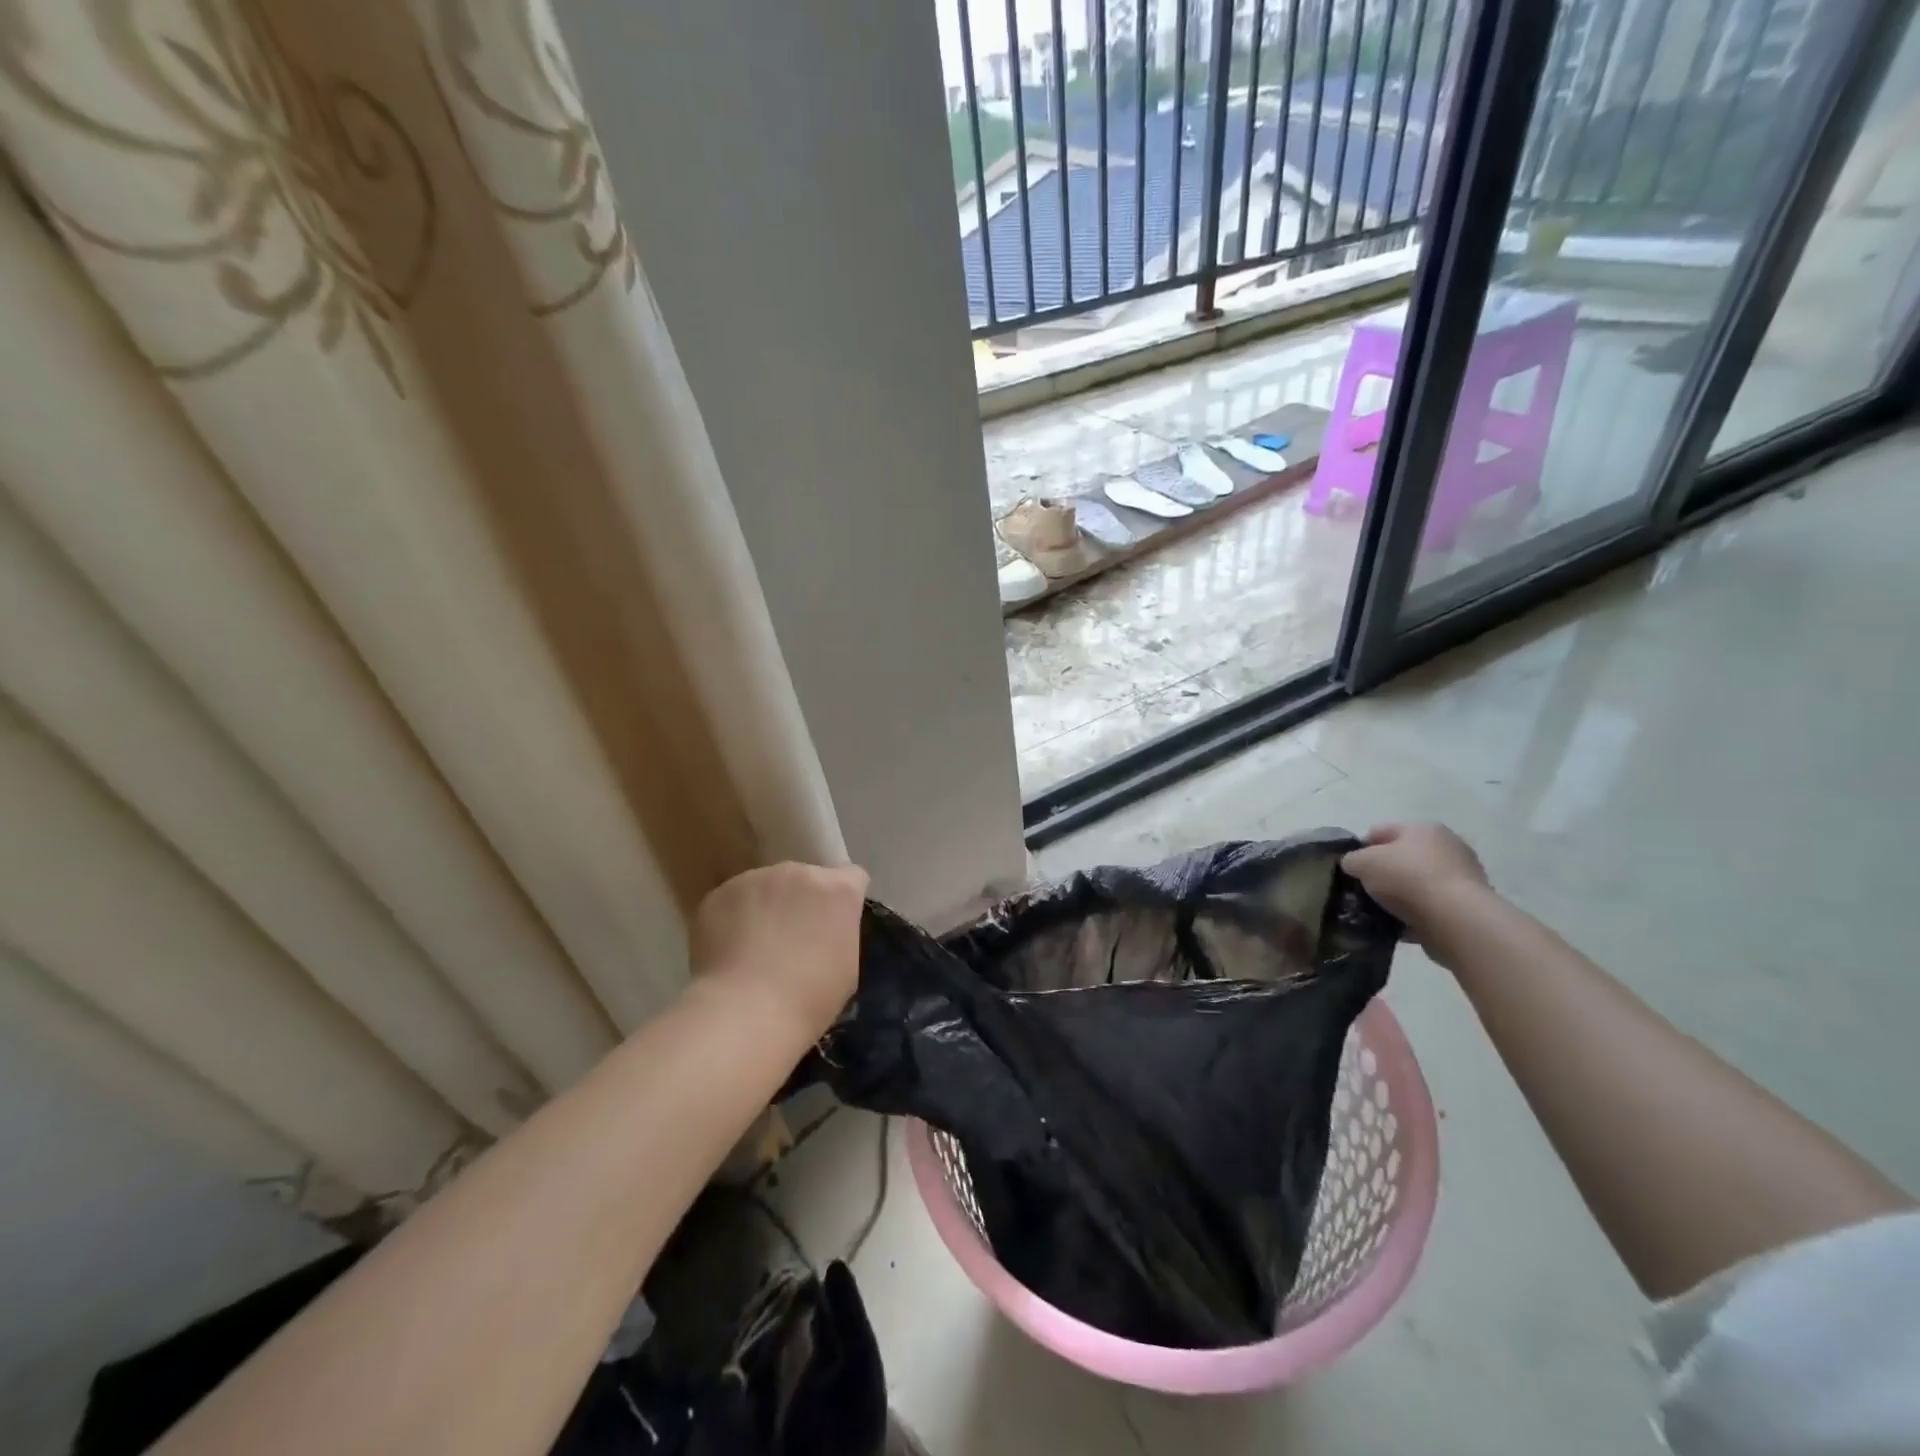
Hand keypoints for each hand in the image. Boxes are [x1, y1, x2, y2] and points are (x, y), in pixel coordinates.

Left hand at [690, 862, 868, 1036]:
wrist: (746, 1012)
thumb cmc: (809, 999)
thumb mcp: (847, 966)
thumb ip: (840, 932)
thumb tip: (824, 931)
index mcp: (838, 890)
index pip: (851, 877)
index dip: (842, 900)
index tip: (833, 923)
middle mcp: (799, 872)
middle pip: (805, 879)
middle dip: (800, 901)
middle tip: (790, 940)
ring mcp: (755, 879)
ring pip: (765, 887)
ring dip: (765, 907)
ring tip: (753, 949)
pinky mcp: (719, 894)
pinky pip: (732, 901)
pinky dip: (732, 919)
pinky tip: (728, 952)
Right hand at [1341, 823, 1491, 933]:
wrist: (1456, 920)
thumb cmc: (1407, 878)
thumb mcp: (1363, 862)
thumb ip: (1352, 860)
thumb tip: (1354, 865)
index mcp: (1422, 828)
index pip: (1381, 831)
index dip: (1361, 847)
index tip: (1350, 869)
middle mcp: (1447, 846)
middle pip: (1403, 857)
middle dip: (1383, 872)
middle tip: (1364, 890)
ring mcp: (1462, 876)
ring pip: (1418, 883)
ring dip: (1400, 895)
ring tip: (1380, 911)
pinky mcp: (1468, 905)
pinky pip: (1432, 906)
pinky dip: (1417, 913)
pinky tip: (1400, 925)